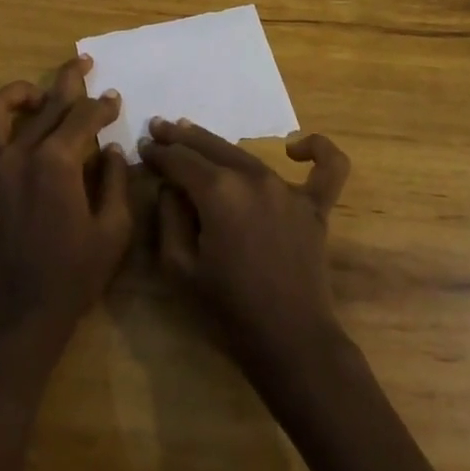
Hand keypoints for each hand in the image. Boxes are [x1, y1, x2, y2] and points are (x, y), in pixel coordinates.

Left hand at [0, 57, 133, 359]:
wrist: (17, 322)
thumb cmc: (72, 279)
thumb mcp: (113, 232)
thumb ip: (117, 183)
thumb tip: (114, 151)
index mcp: (57, 162)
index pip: (84, 116)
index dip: (103, 105)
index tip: (114, 99)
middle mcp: (20, 155)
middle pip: (47, 104)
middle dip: (69, 80)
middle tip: (84, 65)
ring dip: (17, 95)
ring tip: (36, 95)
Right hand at [140, 119, 351, 383]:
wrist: (290, 342)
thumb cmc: (228, 310)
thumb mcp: (179, 268)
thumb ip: (169, 217)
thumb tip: (171, 187)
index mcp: (218, 192)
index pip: (179, 160)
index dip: (158, 153)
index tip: (142, 146)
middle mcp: (252, 178)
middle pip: (210, 148)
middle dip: (180, 137)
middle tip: (159, 128)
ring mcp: (287, 189)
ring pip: (246, 155)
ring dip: (217, 144)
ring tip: (194, 135)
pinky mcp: (314, 207)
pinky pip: (327, 169)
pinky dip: (317, 151)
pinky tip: (296, 149)